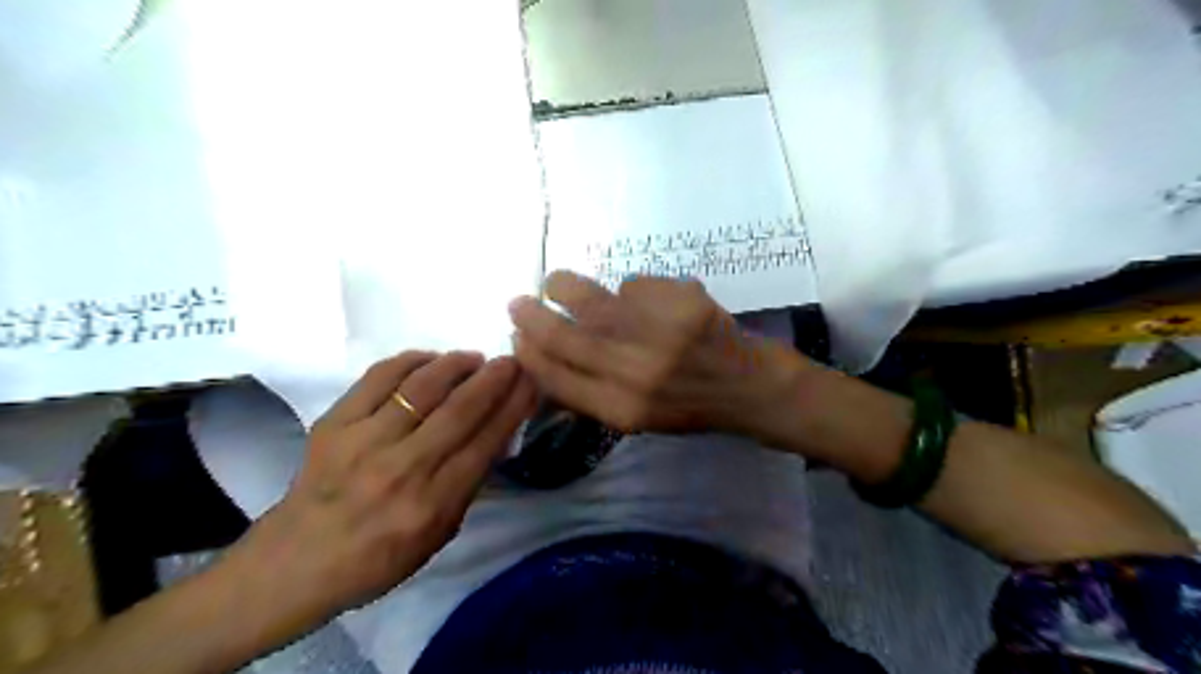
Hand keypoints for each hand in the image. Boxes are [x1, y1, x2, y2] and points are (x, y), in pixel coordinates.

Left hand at [217, 350, 534, 640]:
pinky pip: (380, 376)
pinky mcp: (334, 423)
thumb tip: (498, 431)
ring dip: (457, 364)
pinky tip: (430, 359)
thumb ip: (471, 482)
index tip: (531, 382)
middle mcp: (402, 468)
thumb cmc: (379, 557)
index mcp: (432, 504)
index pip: (486, 443)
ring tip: (473, 359)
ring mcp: (364, 441)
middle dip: (494, 378)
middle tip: (512, 360)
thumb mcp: (440, 534)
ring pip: (423, 386)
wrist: (295, 562)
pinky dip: (412, 360)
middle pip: (460, 409)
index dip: (514, 406)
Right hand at [507, 272, 806, 433]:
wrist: (750, 387)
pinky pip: (634, 285)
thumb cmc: (689, 407)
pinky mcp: (682, 303)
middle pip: (563, 336)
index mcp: (621, 410)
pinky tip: (642, 300)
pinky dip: (629, 290)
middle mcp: (635, 374)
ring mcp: (659, 335)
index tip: (515, 337)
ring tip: (556, 284)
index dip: (528, 354)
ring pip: (591, 300)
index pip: (555, 377)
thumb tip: (543, 362)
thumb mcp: (636, 418)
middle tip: (519, 303)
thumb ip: (591, 394)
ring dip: (563, 286)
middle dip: (531, 316)